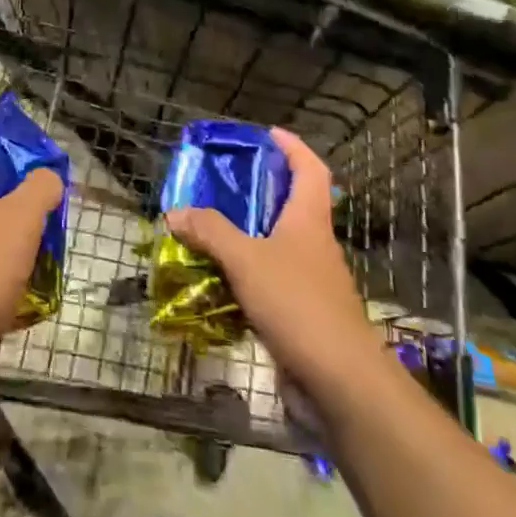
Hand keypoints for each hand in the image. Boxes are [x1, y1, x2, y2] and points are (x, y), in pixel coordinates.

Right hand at [164, 127, 378, 391]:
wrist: (339, 381)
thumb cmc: (298, 304)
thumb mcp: (247, 259)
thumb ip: (211, 231)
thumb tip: (176, 211)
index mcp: (308, 221)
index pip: (311, 170)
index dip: (293, 148)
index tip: (268, 135)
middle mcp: (313, 245)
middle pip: (291, 206)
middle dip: (258, 192)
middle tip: (220, 184)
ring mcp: (309, 282)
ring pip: (274, 246)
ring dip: (245, 236)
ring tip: (206, 230)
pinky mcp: (299, 314)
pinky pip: (266, 283)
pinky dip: (242, 276)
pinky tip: (214, 282)